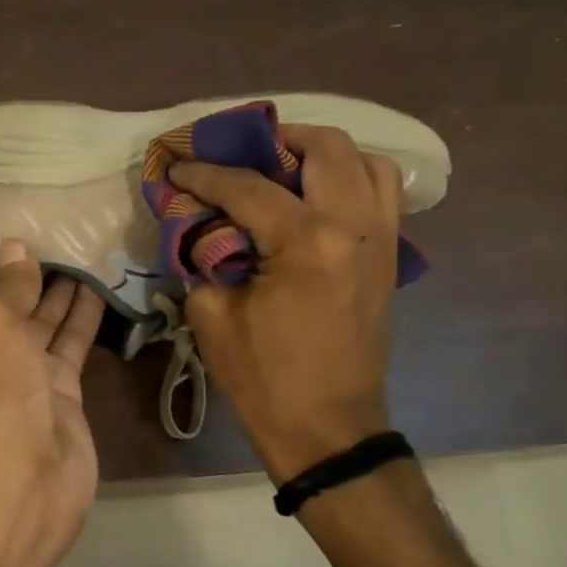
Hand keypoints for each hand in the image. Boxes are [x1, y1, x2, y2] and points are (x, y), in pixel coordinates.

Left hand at [0, 201, 105, 560]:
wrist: (23, 486)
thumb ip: (6, 286)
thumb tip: (16, 252)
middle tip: (23, 220)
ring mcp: (10, 373)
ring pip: (27, 316)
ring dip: (45, 283)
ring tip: (68, 242)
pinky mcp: (50, 390)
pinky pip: (62, 342)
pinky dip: (77, 315)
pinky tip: (97, 281)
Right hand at [171, 125, 402, 482]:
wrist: (327, 428)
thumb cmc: (264, 378)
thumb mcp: (211, 316)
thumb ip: (202, 257)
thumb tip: (198, 227)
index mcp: (307, 242)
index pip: (248, 187)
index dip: (205, 174)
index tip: (177, 166)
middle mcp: (354, 227)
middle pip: (326, 149)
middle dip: (276, 139)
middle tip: (240, 151)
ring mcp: (381, 241)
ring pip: (368, 162)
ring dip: (323, 153)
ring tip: (284, 166)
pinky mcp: (389, 259)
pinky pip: (382, 195)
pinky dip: (352, 179)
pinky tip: (318, 196)